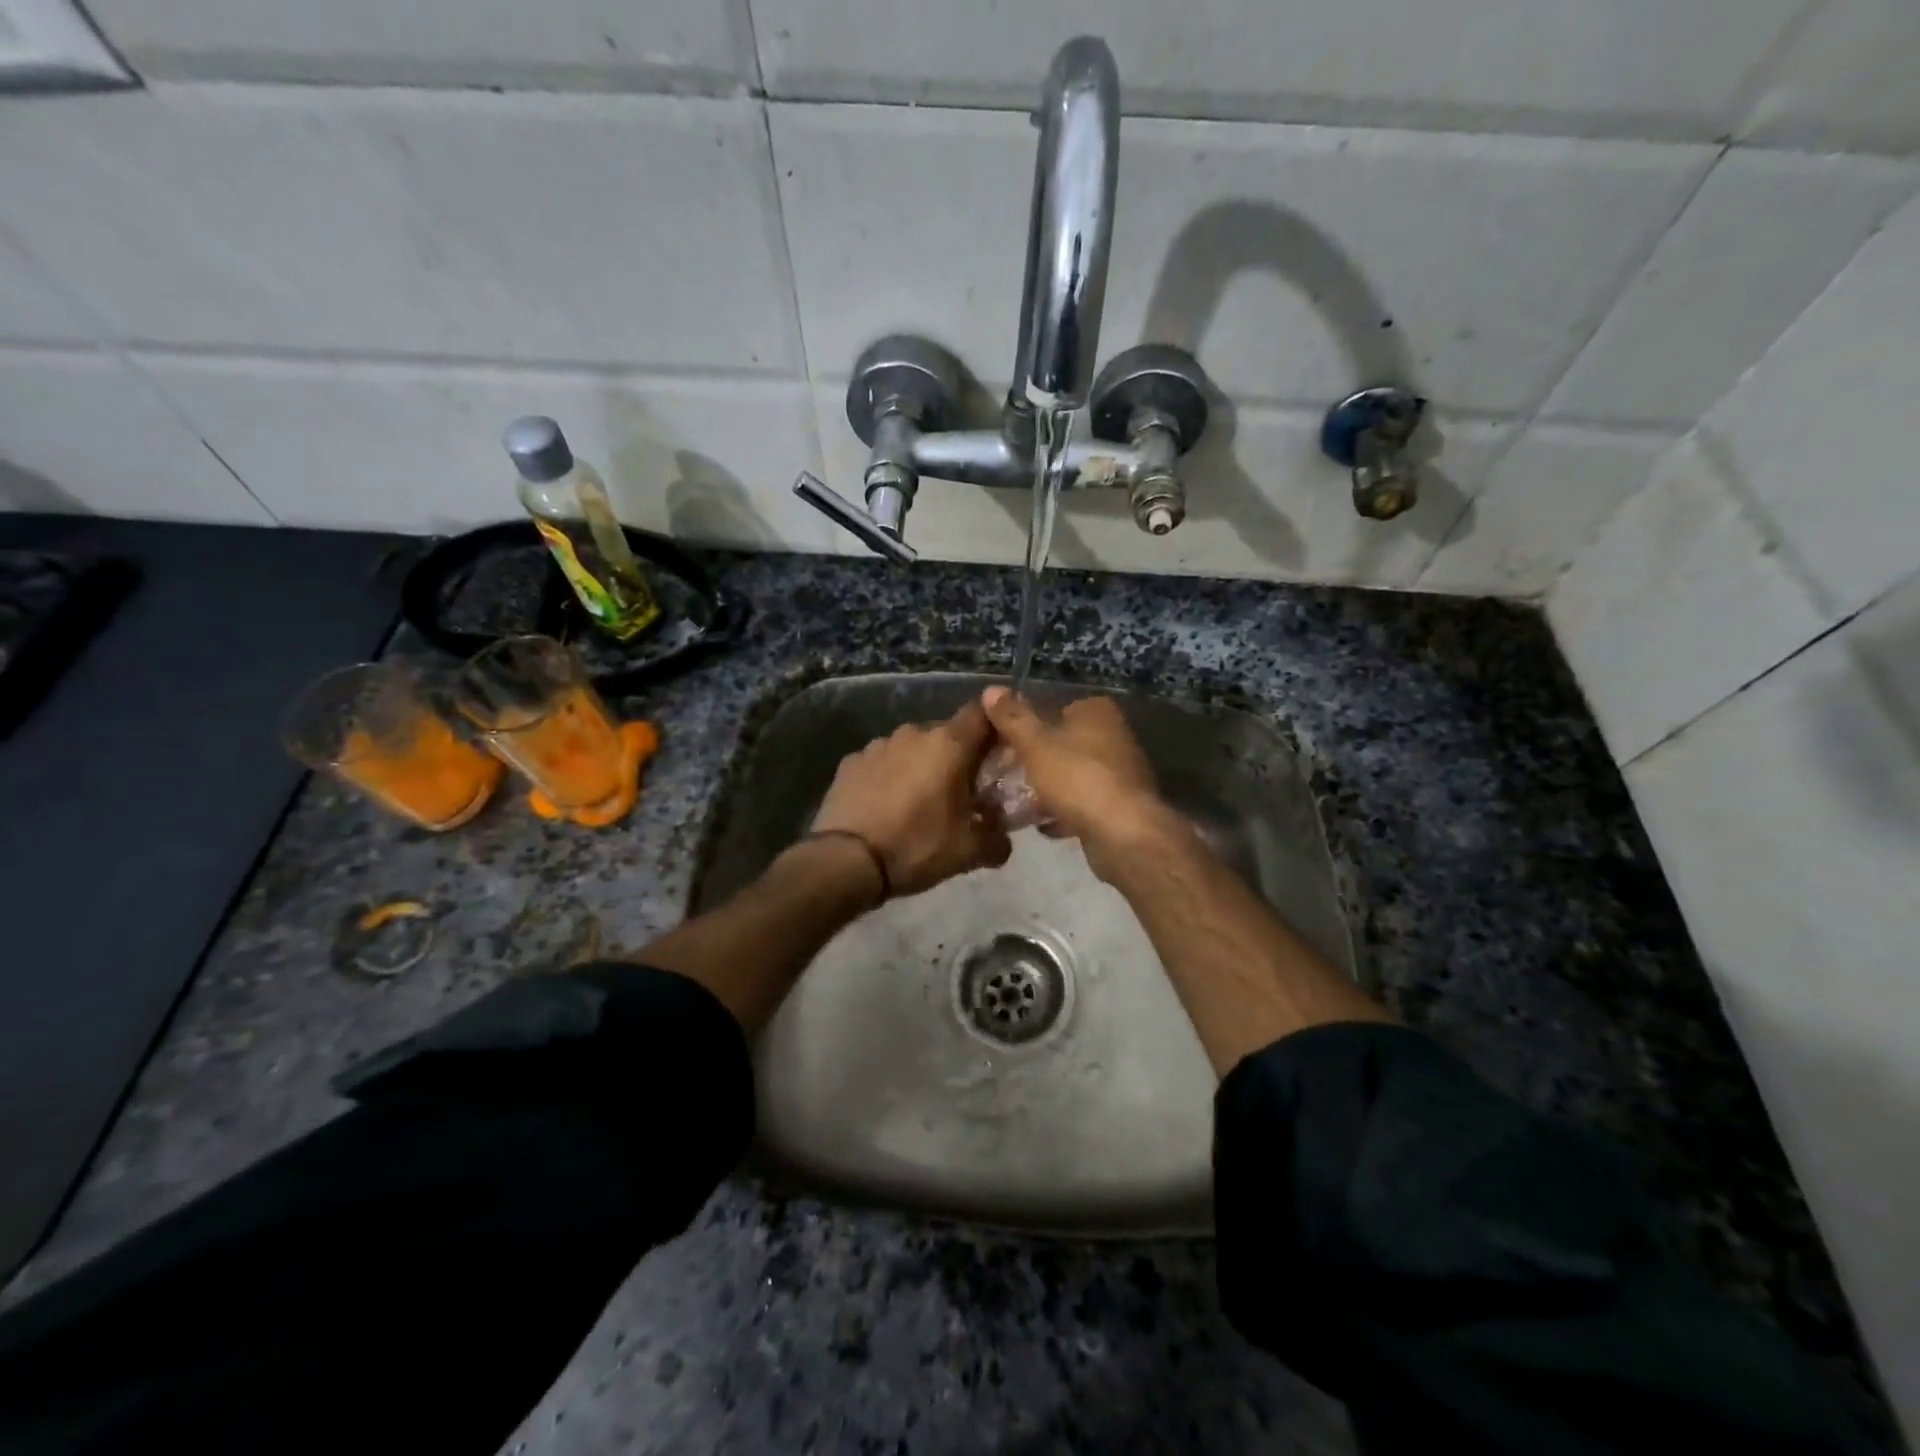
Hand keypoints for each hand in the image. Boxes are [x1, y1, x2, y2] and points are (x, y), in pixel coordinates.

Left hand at [812, 701, 1012, 897]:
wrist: (846, 861)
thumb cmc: (916, 846)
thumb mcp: (968, 852)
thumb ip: (997, 840)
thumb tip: (1003, 841)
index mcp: (949, 744)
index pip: (982, 713)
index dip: (994, 728)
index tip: (998, 753)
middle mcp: (913, 733)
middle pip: (946, 734)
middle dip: (956, 757)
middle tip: (960, 791)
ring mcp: (877, 744)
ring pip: (911, 748)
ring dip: (920, 766)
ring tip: (918, 801)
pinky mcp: (850, 762)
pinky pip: (881, 762)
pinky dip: (889, 776)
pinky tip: (885, 805)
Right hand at [980, 687, 1165, 879]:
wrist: (1123, 832)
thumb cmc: (1077, 777)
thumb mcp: (1034, 743)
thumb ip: (1012, 718)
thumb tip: (991, 689)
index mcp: (1097, 711)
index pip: (1055, 709)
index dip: (1028, 727)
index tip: (1004, 746)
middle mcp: (1114, 735)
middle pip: (1064, 744)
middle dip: (1036, 761)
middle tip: (1006, 777)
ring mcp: (1121, 772)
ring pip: (1073, 775)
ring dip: (1049, 789)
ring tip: (1017, 803)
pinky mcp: (1122, 805)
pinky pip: (1084, 803)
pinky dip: (1065, 811)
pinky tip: (1043, 826)